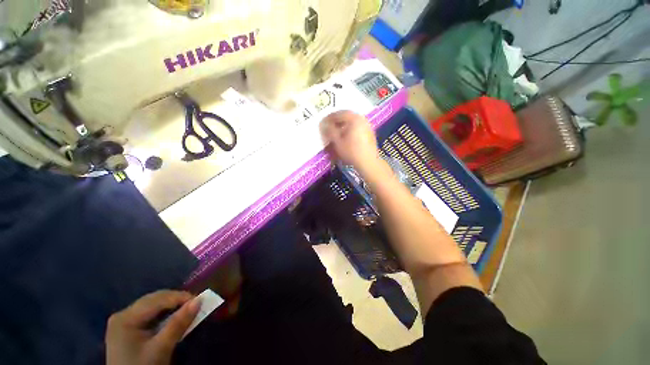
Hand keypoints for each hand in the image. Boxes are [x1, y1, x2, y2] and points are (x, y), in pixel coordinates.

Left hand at [106, 290, 199, 364]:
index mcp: (126, 318)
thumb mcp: (161, 348)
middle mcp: (122, 314)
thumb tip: (199, 301)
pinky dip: (163, 314)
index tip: (200, 300)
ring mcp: (123, 321)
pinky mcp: (127, 328)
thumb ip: (178, 324)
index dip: (180, 297)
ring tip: (186, 310)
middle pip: (154, 300)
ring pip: (152, 305)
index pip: (157, 299)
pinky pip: (149, 314)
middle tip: (195, 305)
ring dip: (171, 306)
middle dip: (176, 300)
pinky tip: (172, 318)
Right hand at [321, 110, 379, 170]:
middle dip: (336, 121)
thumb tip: (324, 124)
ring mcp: (367, 125)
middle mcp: (362, 119)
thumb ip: (330, 131)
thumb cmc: (351, 151)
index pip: (338, 114)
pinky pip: (357, 127)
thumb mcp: (337, 142)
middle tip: (329, 126)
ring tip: (337, 132)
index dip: (329, 118)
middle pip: (346, 116)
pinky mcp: (370, 133)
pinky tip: (346, 137)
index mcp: (354, 118)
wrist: (368, 162)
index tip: (322, 123)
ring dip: (343, 125)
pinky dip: (350, 129)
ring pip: (352, 122)